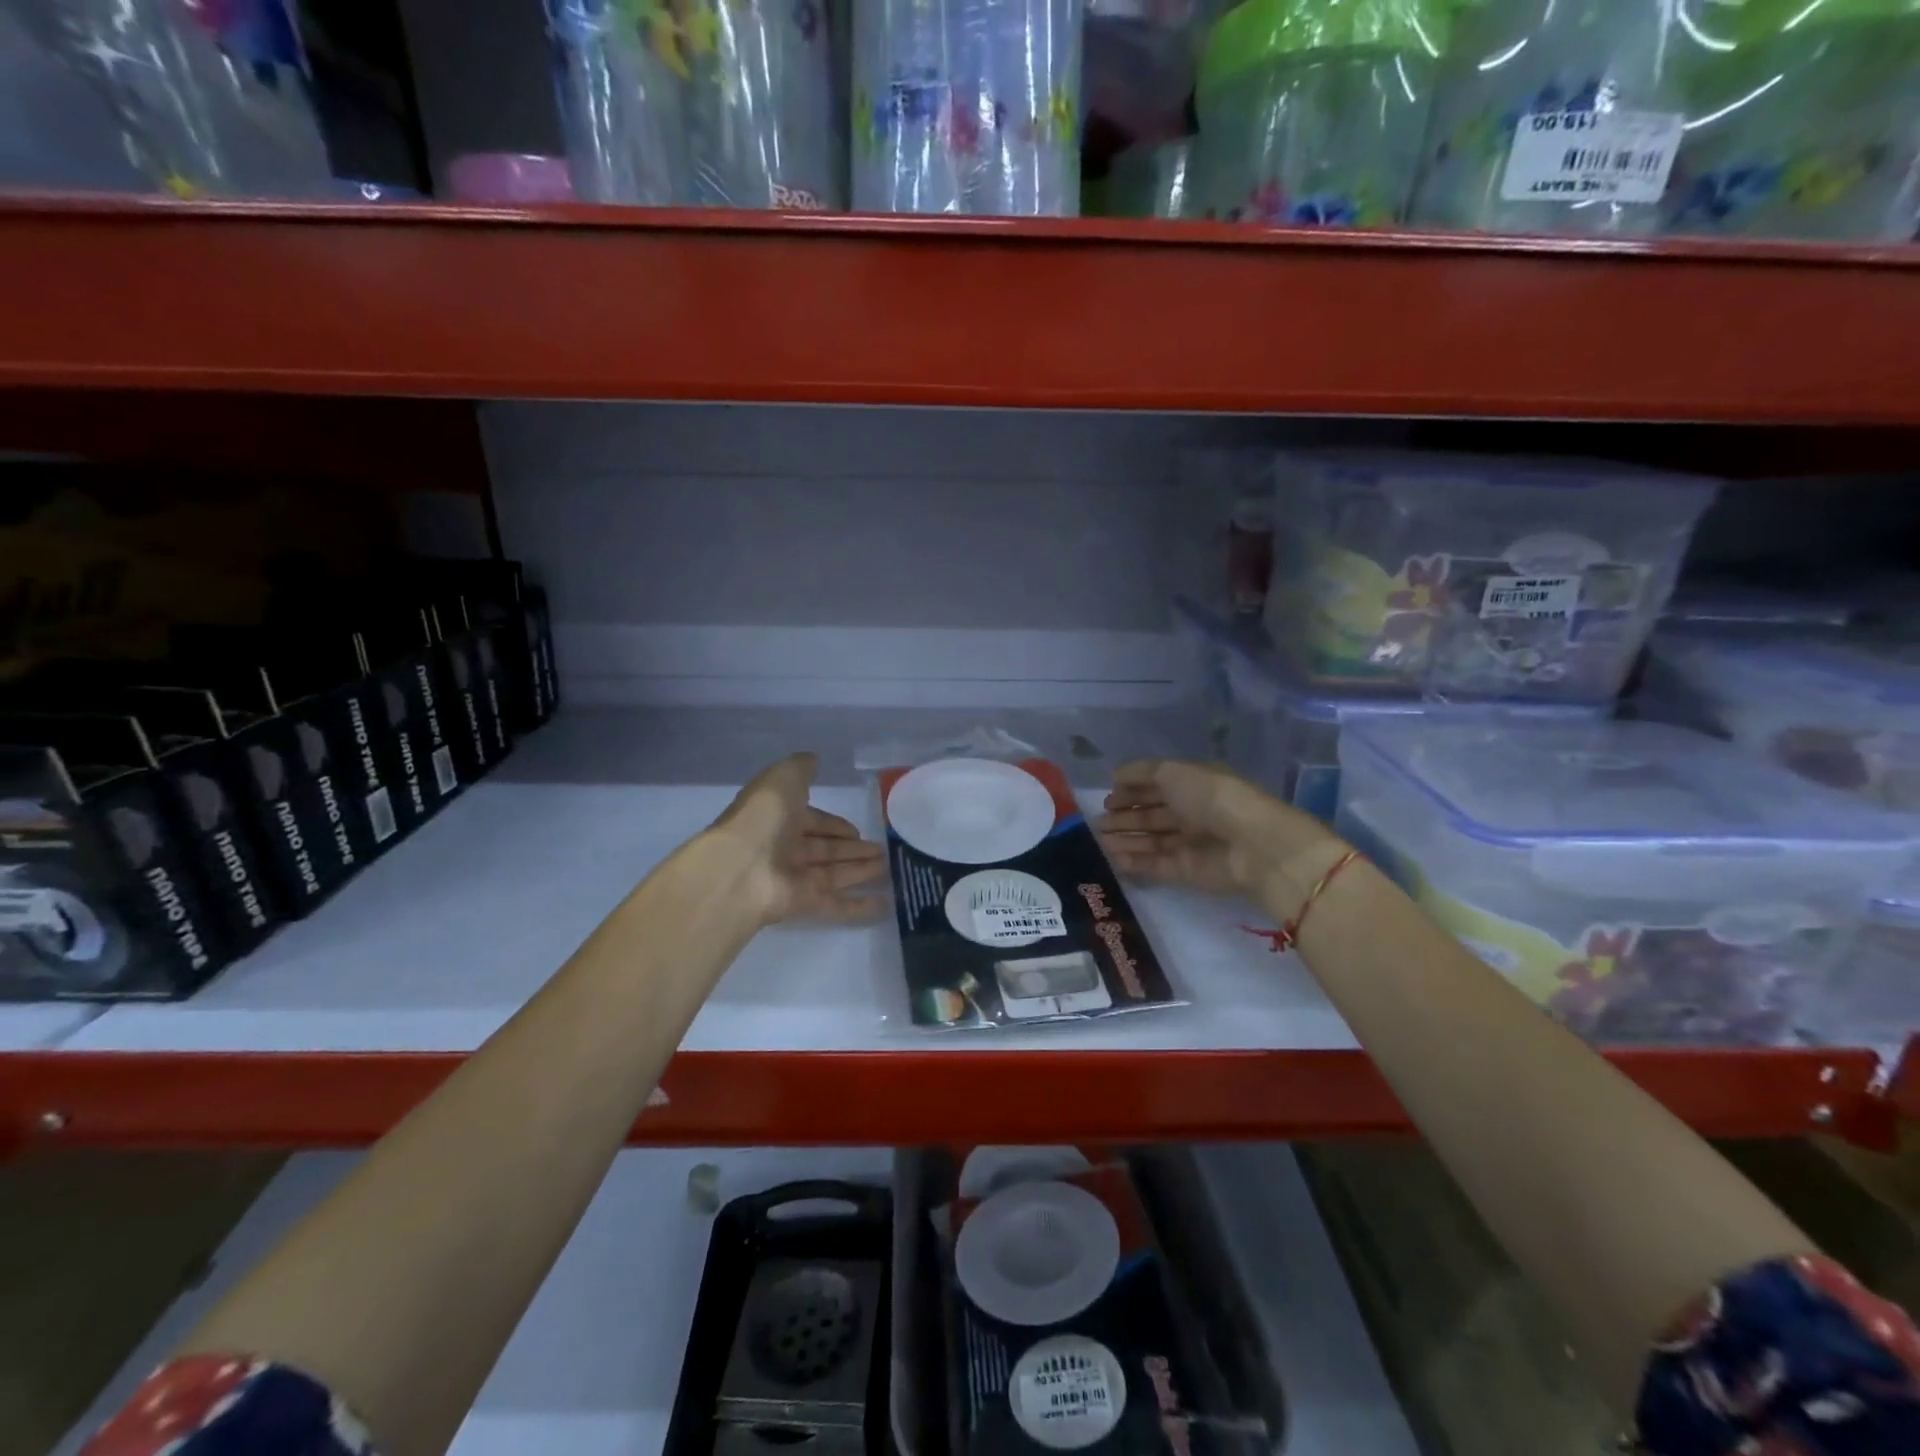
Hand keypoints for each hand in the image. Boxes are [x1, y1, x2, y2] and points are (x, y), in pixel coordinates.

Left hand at [710, 753, 887, 925]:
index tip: (857, 830)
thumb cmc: (763, 818)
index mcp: (779, 817)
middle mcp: (785, 848)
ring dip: (860, 871)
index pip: (812, 821)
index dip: (834, 824)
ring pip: (834, 874)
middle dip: (852, 849)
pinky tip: (885, 904)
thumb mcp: (783, 779)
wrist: (740, 869)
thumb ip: (801, 769)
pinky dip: (859, 906)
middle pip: (824, 849)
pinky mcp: (804, 904)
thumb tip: (815, 759)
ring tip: (888, 868)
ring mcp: (794, 878)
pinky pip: (836, 905)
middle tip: (881, 850)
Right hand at [1095, 759, 1342, 906]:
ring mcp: (1190, 843)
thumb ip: (1142, 772)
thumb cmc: (1212, 797)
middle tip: (1096, 824)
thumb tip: (1116, 776)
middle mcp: (1192, 813)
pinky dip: (1134, 862)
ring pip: (1150, 840)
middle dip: (1124, 818)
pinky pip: (1155, 864)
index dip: (1131, 791)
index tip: (1106, 799)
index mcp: (1193, 785)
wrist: (1251, 844)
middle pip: (1151, 815)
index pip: (1157, 786)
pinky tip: (1111, 858)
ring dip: (1125, 840)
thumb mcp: (1174, 772)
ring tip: (1097, 841)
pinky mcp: (1187, 871)